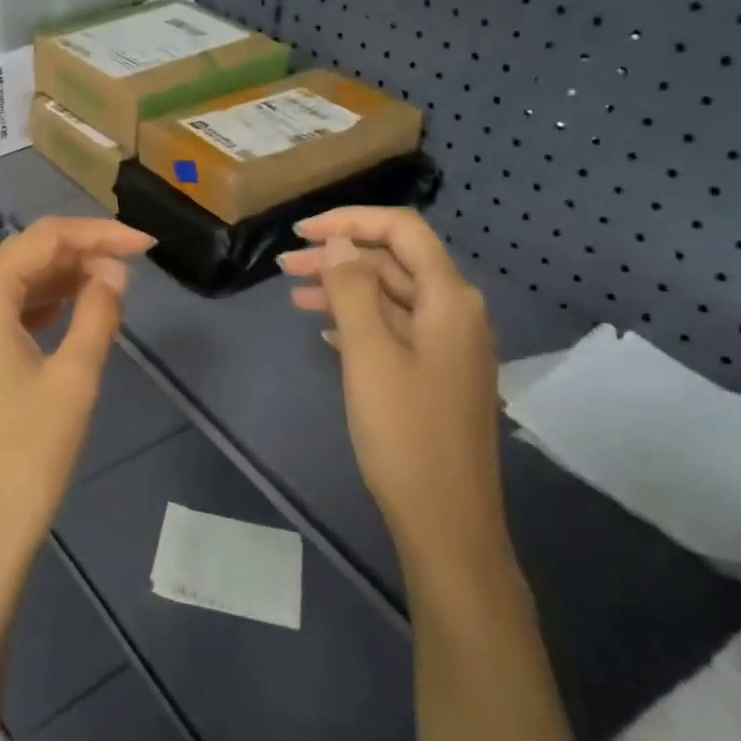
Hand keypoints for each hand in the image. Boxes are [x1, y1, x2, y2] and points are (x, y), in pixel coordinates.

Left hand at [0, 217, 153, 595]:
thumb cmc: (30, 453)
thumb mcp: (75, 377)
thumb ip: (98, 311)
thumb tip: (113, 271)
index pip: (44, 240)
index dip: (98, 234)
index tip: (146, 245)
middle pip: (24, 257)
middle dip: (80, 252)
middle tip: (133, 263)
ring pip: (13, 286)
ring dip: (61, 278)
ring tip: (112, 284)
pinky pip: (3, 316)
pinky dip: (41, 306)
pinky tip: (73, 313)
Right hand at [279, 208, 507, 572]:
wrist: (445, 518)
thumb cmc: (404, 434)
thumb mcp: (370, 355)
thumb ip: (353, 290)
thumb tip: (339, 242)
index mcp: (449, 299)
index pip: (402, 231)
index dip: (350, 221)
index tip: (300, 232)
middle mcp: (456, 312)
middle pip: (394, 262)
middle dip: (339, 257)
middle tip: (284, 267)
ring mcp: (448, 345)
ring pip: (391, 297)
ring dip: (344, 289)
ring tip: (292, 294)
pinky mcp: (436, 373)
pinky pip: (394, 329)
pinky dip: (358, 320)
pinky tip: (325, 329)